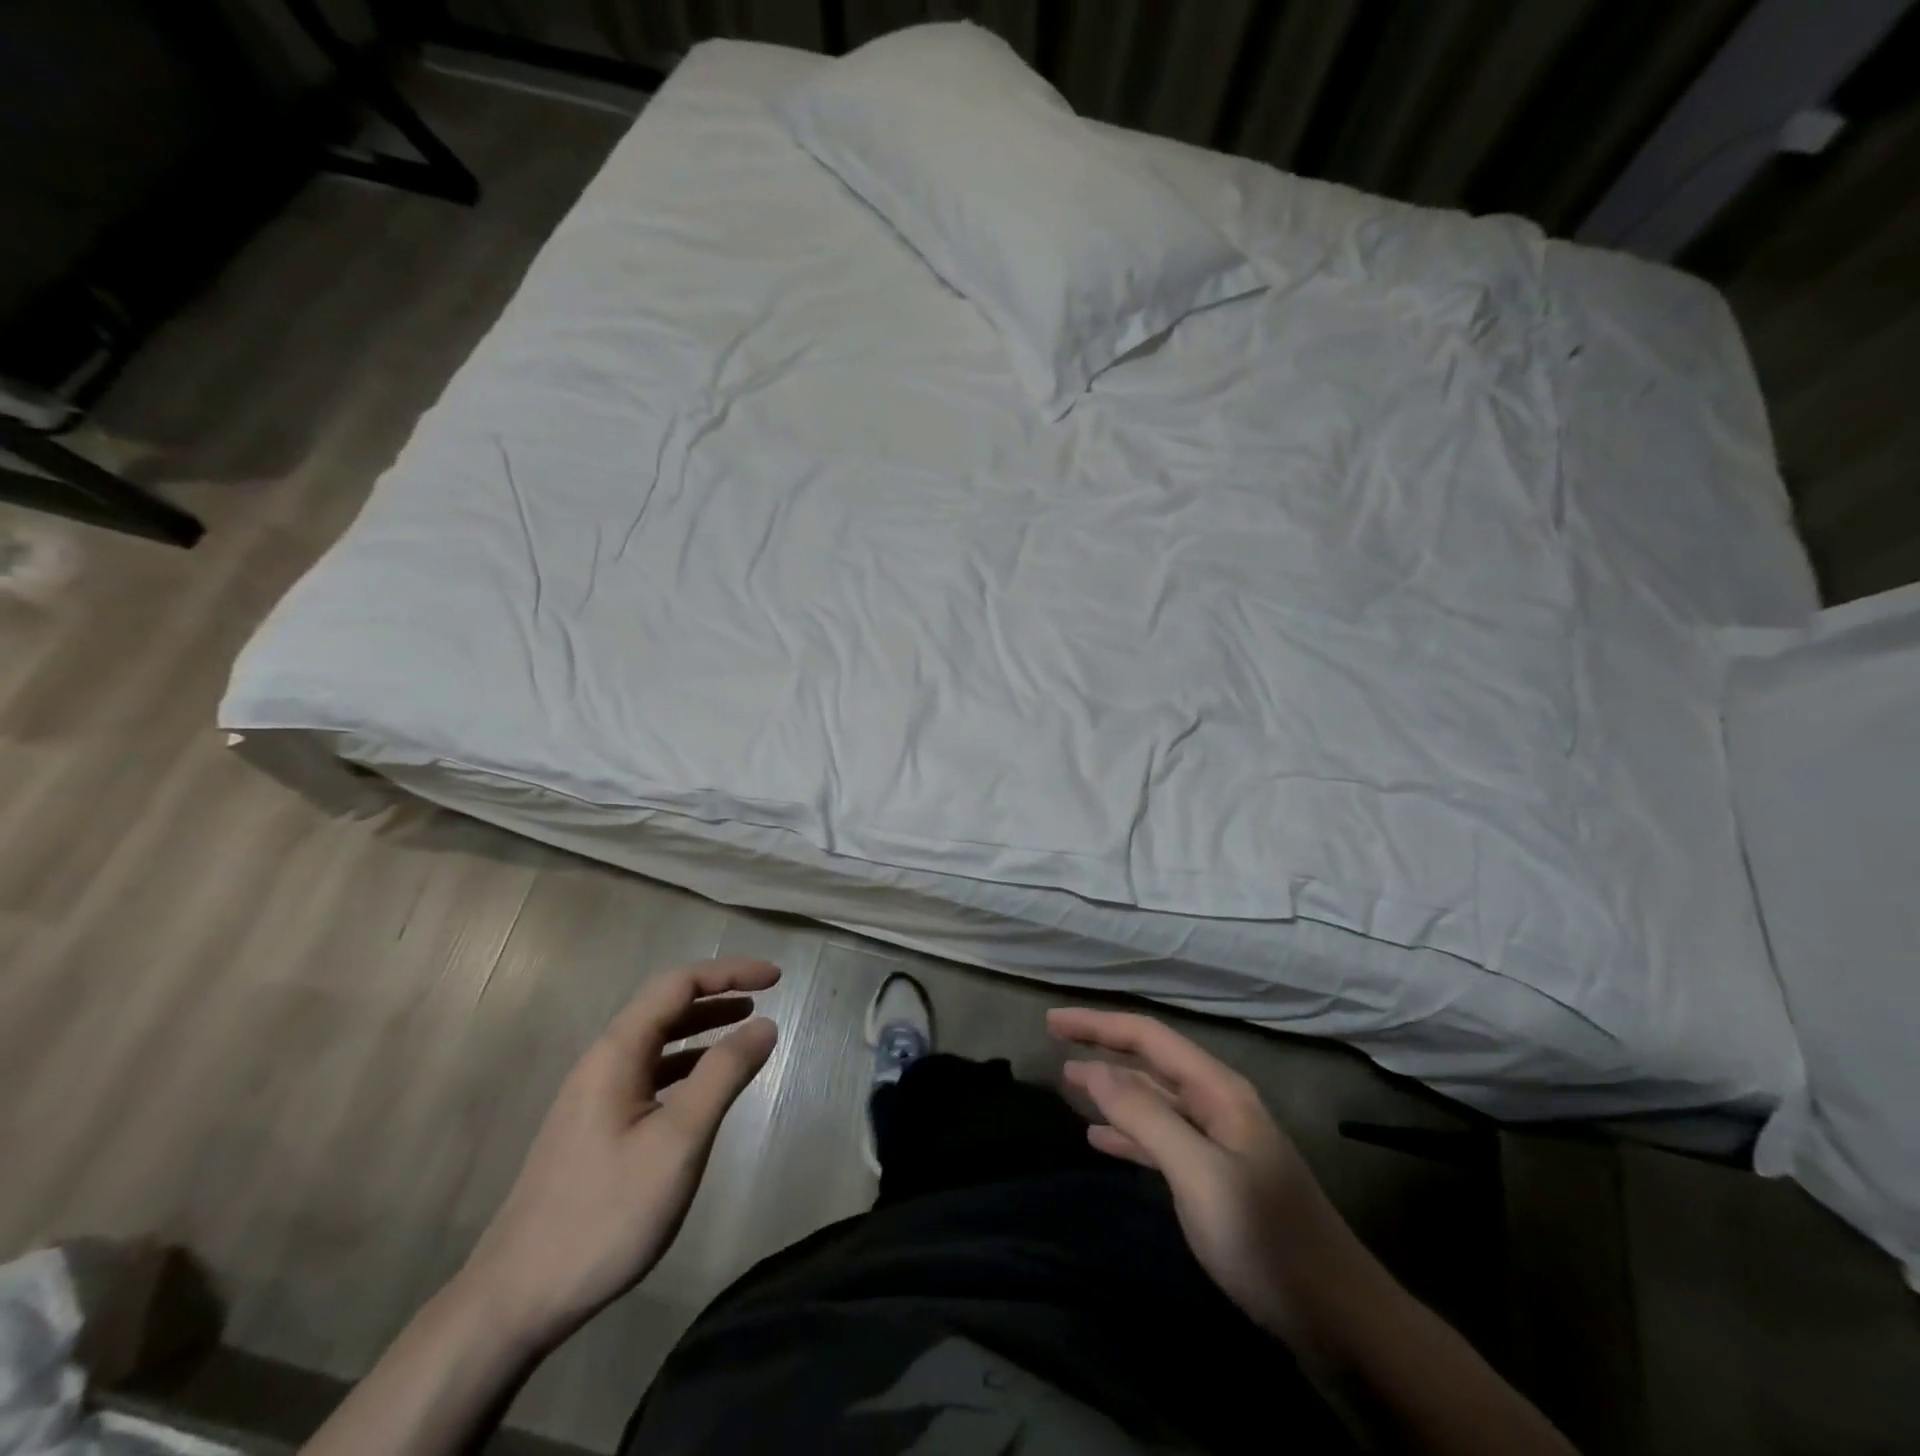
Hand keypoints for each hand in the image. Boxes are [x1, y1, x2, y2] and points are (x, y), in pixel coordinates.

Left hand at [458, 958, 779, 1349]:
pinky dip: (687, 1063)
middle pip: (666, 1006)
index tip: (776, 978)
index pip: (679, 984)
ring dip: (704, 1026)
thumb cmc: (605, 1213)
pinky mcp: (595, 1128)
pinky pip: (650, 1074)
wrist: (515, 1299)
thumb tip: (764, 1025)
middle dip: (719, 993)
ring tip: (746, 1028)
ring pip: (658, 1041)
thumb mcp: (678, 1141)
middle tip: (767, 996)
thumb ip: (723, 1075)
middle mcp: (603, 1062)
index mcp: (617, 1053)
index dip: (730, 972)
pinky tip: (707, 1085)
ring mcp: (595, 1096)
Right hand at [1049, 1008, 1352, 1344]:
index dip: (1099, 1025)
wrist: (1337, 1319)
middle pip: (1151, 1062)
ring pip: (1154, 1100)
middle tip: (1055, 1042)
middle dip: (1103, 1048)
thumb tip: (1094, 1069)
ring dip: (1112, 1089)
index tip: (1052, 1022)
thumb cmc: (1264, 1238)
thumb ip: (1146, 1117)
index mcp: (1218, 1090)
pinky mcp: (1216, 1179)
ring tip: (1069, 1083)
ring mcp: (1219, 1142)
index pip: (1149, 1037)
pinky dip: (1129, 1133)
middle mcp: (1217, 1105)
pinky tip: (1100, 1138)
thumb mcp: (1199, 1174)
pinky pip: (1162, 1139)